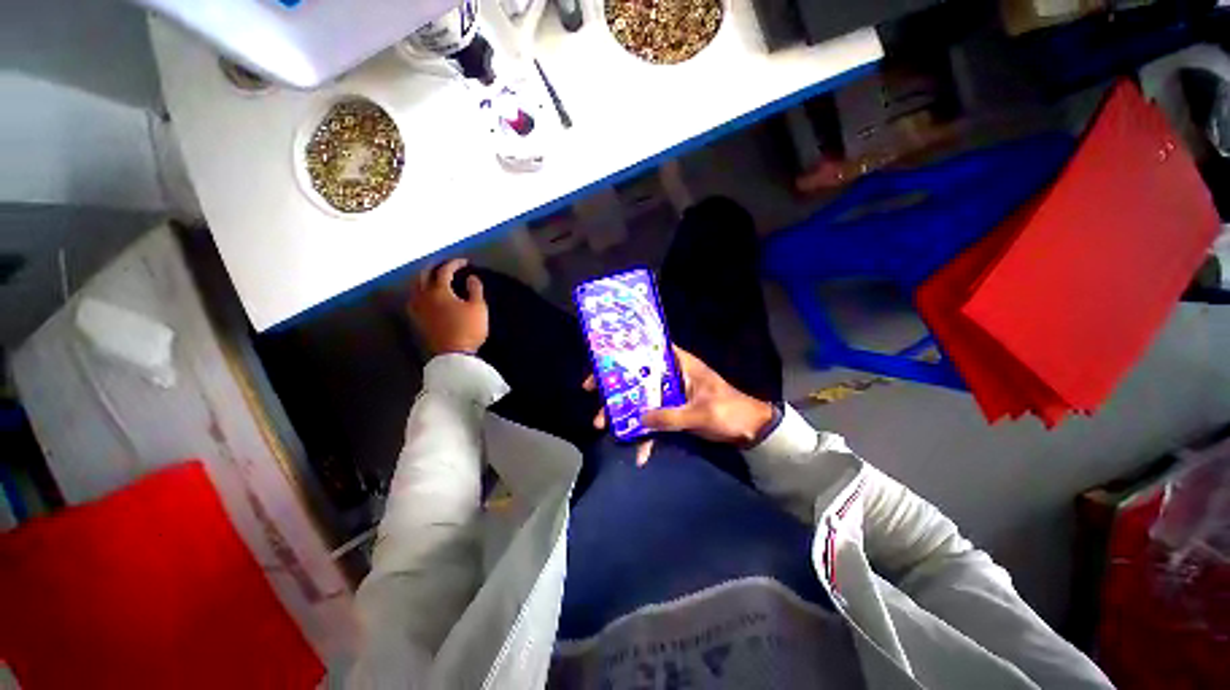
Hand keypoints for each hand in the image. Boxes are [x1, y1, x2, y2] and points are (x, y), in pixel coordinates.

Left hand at [408, 259, 487, 354]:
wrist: (454, 354)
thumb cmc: (468, 329)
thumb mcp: (478, 308)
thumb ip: (475, 290)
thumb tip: (471, 278)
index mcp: (439, 290)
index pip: (444, 271)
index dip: (454, 264)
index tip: (464, 262)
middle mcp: (424, 296)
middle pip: (424, 275)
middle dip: (434, 267)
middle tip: (445, 265)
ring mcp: (418, 308)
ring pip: (415, 287)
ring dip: (424, 278)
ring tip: (432, 278)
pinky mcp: (417, 320)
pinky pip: (414, 299)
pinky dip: (419, 292)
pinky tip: (423, 296)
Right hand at [582, 346, 774, 465]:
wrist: (751, 431)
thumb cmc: (730, 412)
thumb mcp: (700, 414)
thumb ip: (670, 417)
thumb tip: (638, 419)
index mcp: (681, 364)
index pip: (649, 351)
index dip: (624, 354)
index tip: (603, 367)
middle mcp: (672, 375)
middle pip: (638, 376)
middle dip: (616, 389)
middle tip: (594, 399)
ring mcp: (672, 394)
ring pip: (642, 398)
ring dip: (625, 412)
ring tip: (604, 426)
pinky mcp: (674, 411)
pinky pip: (654, 419)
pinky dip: (647, 434)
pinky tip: (639, 453)